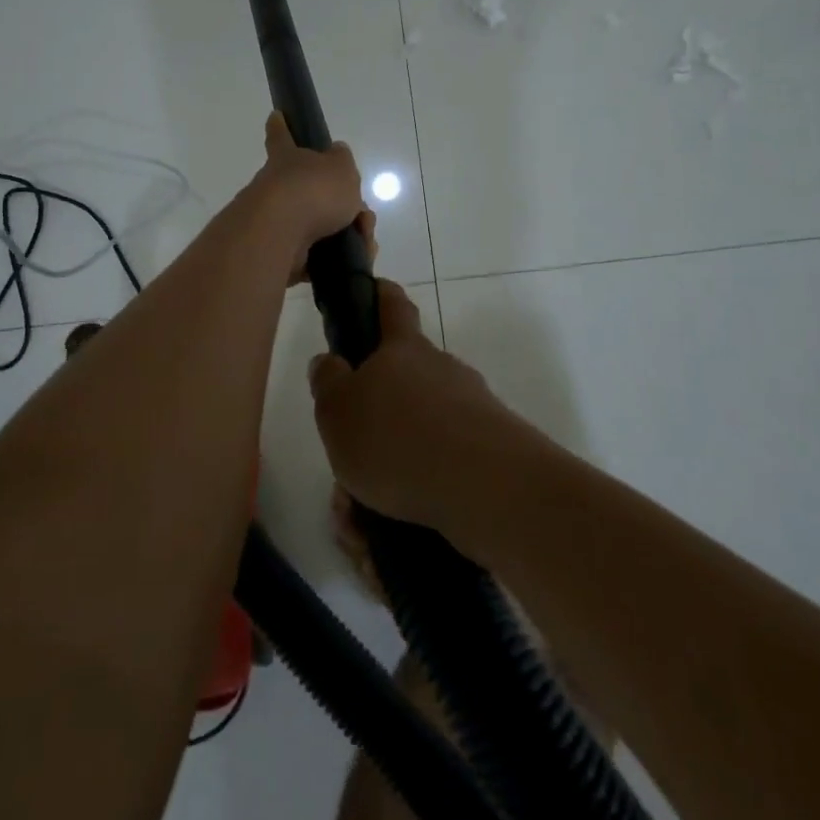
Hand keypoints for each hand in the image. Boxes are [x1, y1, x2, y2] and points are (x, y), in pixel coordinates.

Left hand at [247, 112, 372, 283]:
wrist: (280, 235)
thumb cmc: (311, 191)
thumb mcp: (340, 167)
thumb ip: (341, 162)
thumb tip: (336, 155)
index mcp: (288, 159)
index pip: (283, 136)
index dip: (281, 126)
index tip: (275, 115)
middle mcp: (277, 188)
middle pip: (313, 192)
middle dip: (343, 205)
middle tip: (362, 218)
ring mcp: (277, 223)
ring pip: (321, 227)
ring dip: (348, 235)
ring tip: (365, 243)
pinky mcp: (282, 255)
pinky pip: (317, 257)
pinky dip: (337, 261)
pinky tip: (355, 262)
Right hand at [309, 280, 549, 537]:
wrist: (487, 489)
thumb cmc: (397, 439)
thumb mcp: (338, 411)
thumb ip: (328, 383)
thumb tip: (330, 361)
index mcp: (405, 351)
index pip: (393, 306)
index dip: (381, 295)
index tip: (374, 289)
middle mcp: (442, 371)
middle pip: (404, 381)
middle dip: (374, 417)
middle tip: (346, 458)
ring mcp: (471, 411)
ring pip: (418, 433)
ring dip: (388, 466)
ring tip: (358, 517)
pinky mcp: (490, 454)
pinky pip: (438, 469)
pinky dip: (411, 493)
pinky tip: (387, 529)